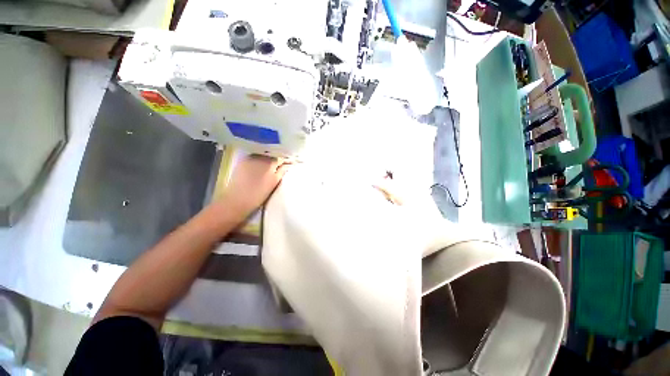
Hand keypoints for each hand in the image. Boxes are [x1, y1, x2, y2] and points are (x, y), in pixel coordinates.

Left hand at [220, 155, 289, 218]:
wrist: (237, 200)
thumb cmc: (259, 194)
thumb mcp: (274, 182)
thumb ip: (282, 171)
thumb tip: (289, 164)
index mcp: (270, 162)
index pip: (282, 158)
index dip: (288, 160)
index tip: (292, 163)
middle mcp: (260, 156)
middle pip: (273, 154)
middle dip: (279, 158)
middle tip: (284, 163)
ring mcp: (250, 158)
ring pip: (264, 155)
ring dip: (270, 157)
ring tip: (274, 164)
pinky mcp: (242, 161)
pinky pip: (255, 156)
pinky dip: (261, 159)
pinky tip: (262, 165)